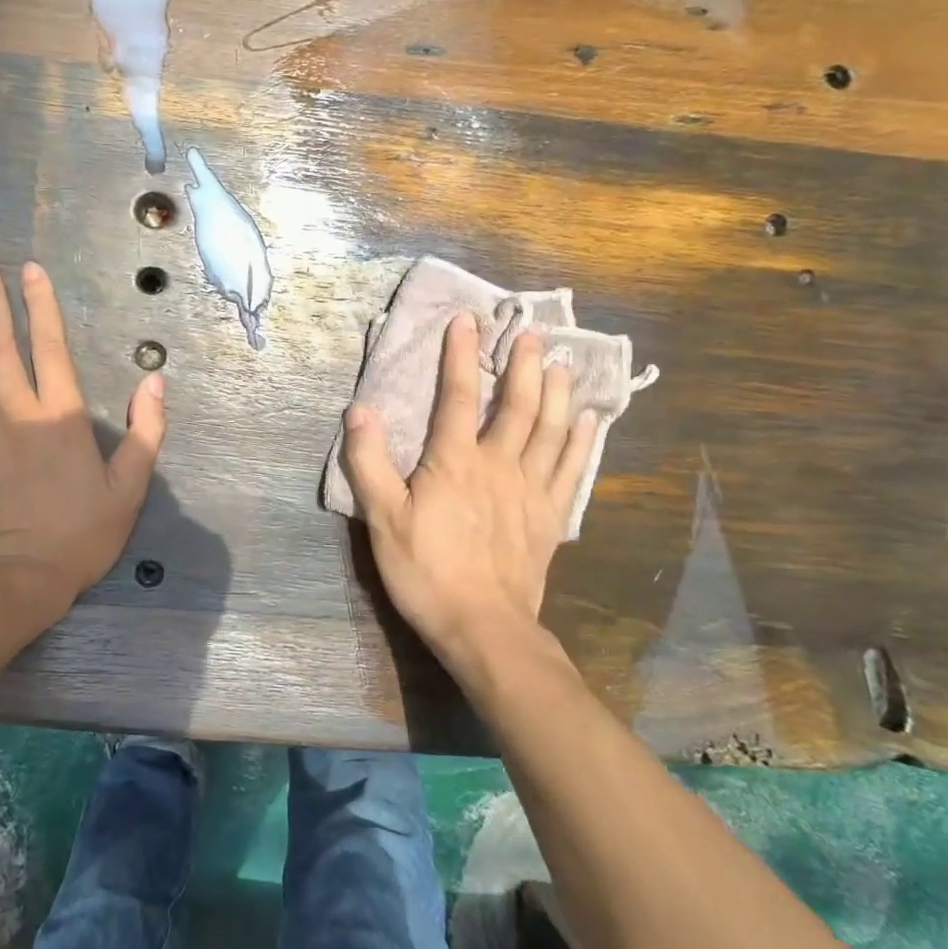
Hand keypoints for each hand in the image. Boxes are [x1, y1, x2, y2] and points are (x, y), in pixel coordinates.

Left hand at [0, 258, 165, 612]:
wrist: (20, 579)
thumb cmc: (80, 535)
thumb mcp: (130, 487)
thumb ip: (146, 431)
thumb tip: (155, 381)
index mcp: (60, 416)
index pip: (52, 346)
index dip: (42, 305)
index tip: (30, 270)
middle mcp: (14, 411)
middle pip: (0, 344)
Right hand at [343, 314, 597, 673]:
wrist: (483, 627)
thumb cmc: (426, 571)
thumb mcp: (382, 518)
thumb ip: (369, 462)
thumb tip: (359, 409)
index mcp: (454, 461)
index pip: (457, 397)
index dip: (460, 356)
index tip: (466, 321)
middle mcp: (498, 465)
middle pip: (516, 406)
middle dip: (523, 366)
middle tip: (532, 333)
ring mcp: (530, 490)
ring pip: (549, 431)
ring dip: (557, 394)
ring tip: (563, 364)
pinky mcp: (549, 517)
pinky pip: (570, 471)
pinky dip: (581, 443)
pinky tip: (588, 422)